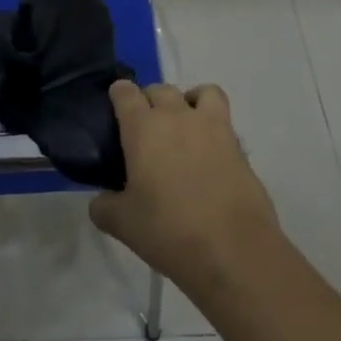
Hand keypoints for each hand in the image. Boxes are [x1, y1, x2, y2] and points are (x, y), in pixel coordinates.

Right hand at [89, 80, 280, 292]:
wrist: (233, 251)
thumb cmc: (169, 231)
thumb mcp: (122, 224)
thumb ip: (104, 206)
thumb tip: (102, 201)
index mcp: (143, 128)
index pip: (125, 93)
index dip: (118, 95)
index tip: (115, 111)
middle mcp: (177, 117)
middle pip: (160, 89)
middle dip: (150, 100)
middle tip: (144, 130)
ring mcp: (212, 128)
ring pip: (200, 92)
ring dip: (188, 101)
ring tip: (183, 127)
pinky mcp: (238, 147)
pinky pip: (224, 119)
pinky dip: (214, 124)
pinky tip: (208, 152)